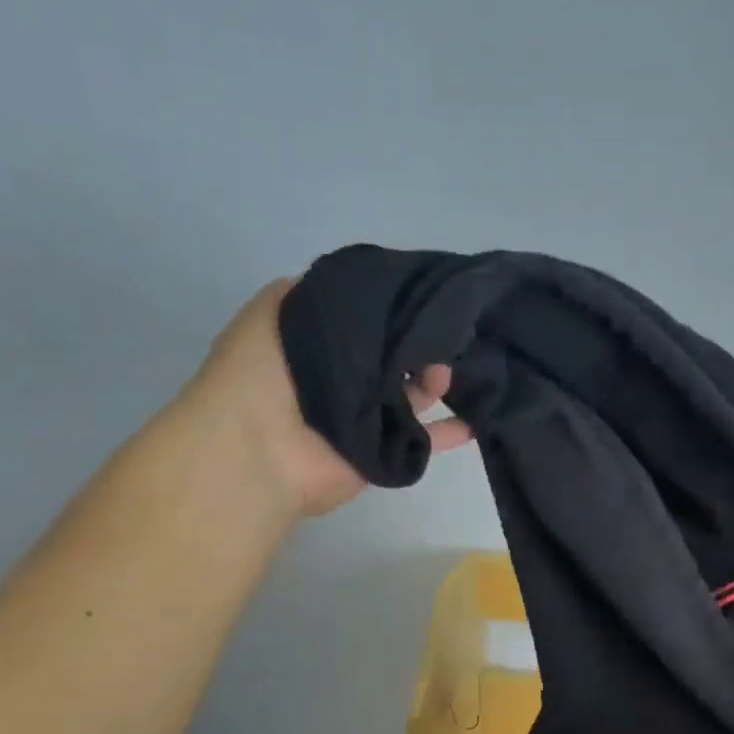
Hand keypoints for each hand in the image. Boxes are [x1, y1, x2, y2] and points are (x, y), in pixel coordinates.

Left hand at [188, 277, 471, 520]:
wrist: (259, 450)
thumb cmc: (264, 374)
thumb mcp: (278, 310)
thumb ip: (321, 292)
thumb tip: (372, 283)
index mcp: (324, 344)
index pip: (372, 318)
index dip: (398, 305)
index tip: (429, 292)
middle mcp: (347, 378)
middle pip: (398, 354)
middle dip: (424, 342)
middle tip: (450, 333)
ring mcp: (368, 416)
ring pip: (414, 392)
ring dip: (436, 379)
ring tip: (447, 372)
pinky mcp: (384, 450)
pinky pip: (425, 439)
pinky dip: (450, 431)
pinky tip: (475, 419)